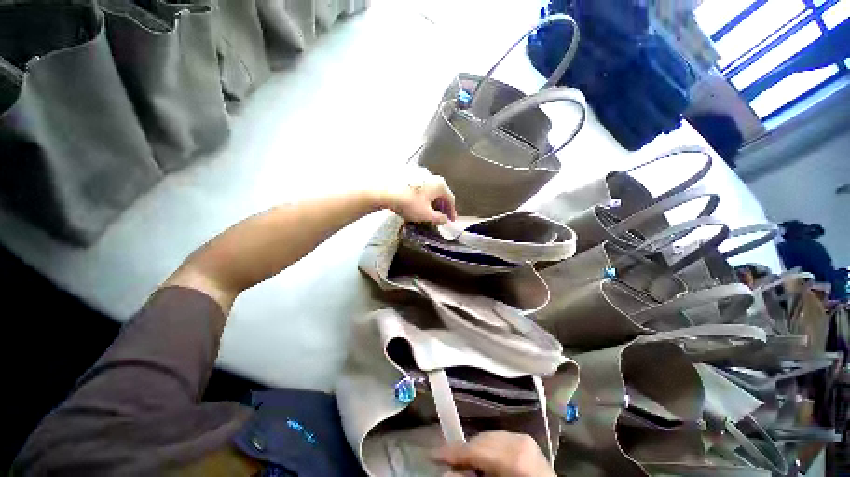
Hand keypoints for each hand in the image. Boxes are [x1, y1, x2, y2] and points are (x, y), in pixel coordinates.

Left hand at [376, 166, 456, 223]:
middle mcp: (431, 176)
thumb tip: (445, 220)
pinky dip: (422, 196)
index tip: (451, 221)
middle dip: (441, 206)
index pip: (450, 199)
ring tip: (429, 211)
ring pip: (429, 190)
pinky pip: (420, 188)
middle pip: (440, 193)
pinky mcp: (408, 175)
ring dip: (432, 201)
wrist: (385, 192)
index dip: (451, 212)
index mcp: (439, 184)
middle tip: (440, 217)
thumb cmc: (409, 204)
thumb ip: (438, 218)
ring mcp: (419, 173)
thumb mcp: (426, 215)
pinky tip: (417, 203)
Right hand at [433, 432, 555, 476]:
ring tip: (464, 461)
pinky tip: (482, 458)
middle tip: (446, 460)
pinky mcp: (525, 439)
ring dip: (474, 448)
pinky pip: (498, 438)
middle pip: (481, 440)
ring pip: (488, 436)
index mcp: (515, 458)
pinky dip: (487, 446)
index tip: (433, 455)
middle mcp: (519, 441)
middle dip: (463, 450)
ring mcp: (523, 437)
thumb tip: (446, 472)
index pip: (476, 450)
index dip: (453, 452)